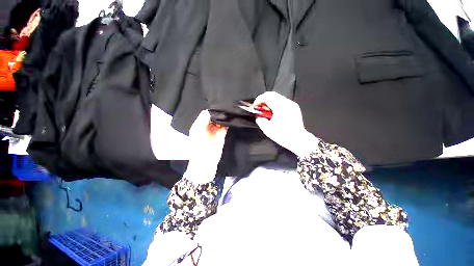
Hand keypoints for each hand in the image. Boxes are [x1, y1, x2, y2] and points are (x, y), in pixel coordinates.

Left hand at [186, 110, 227, 183]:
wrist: (205, 164)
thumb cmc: (198, 149)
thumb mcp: (198, 132)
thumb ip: (203, 120)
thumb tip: (209, 110)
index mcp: (199, 125)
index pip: (206, 113)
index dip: (212, 110)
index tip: (219, 105)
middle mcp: (207, 127)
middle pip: (214, 116)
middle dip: (219, 112)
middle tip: (226, 107)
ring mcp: (215, 132)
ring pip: (220, 121)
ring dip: (224, 118)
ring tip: (230, 112)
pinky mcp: (222, 136)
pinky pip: (225, 127)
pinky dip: (228, 124)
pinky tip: (231, 120)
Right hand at [254, 92, 317, 156]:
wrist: (298, 139)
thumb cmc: (283, 135)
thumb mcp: (267, 129)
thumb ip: (260, 120)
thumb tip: (258, 117)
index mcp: (280, 107)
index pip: (267, 96)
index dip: (258, 100)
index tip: (255, 106)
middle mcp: (287, 103)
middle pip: (272, 94)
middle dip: (263, 100)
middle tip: (260, 108)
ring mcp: (291, 104)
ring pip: (277, 97)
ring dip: (269, 101)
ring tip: (267, 111)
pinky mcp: (294, 107)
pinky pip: (282, 101)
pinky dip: (276, 104)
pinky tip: (274, 112)